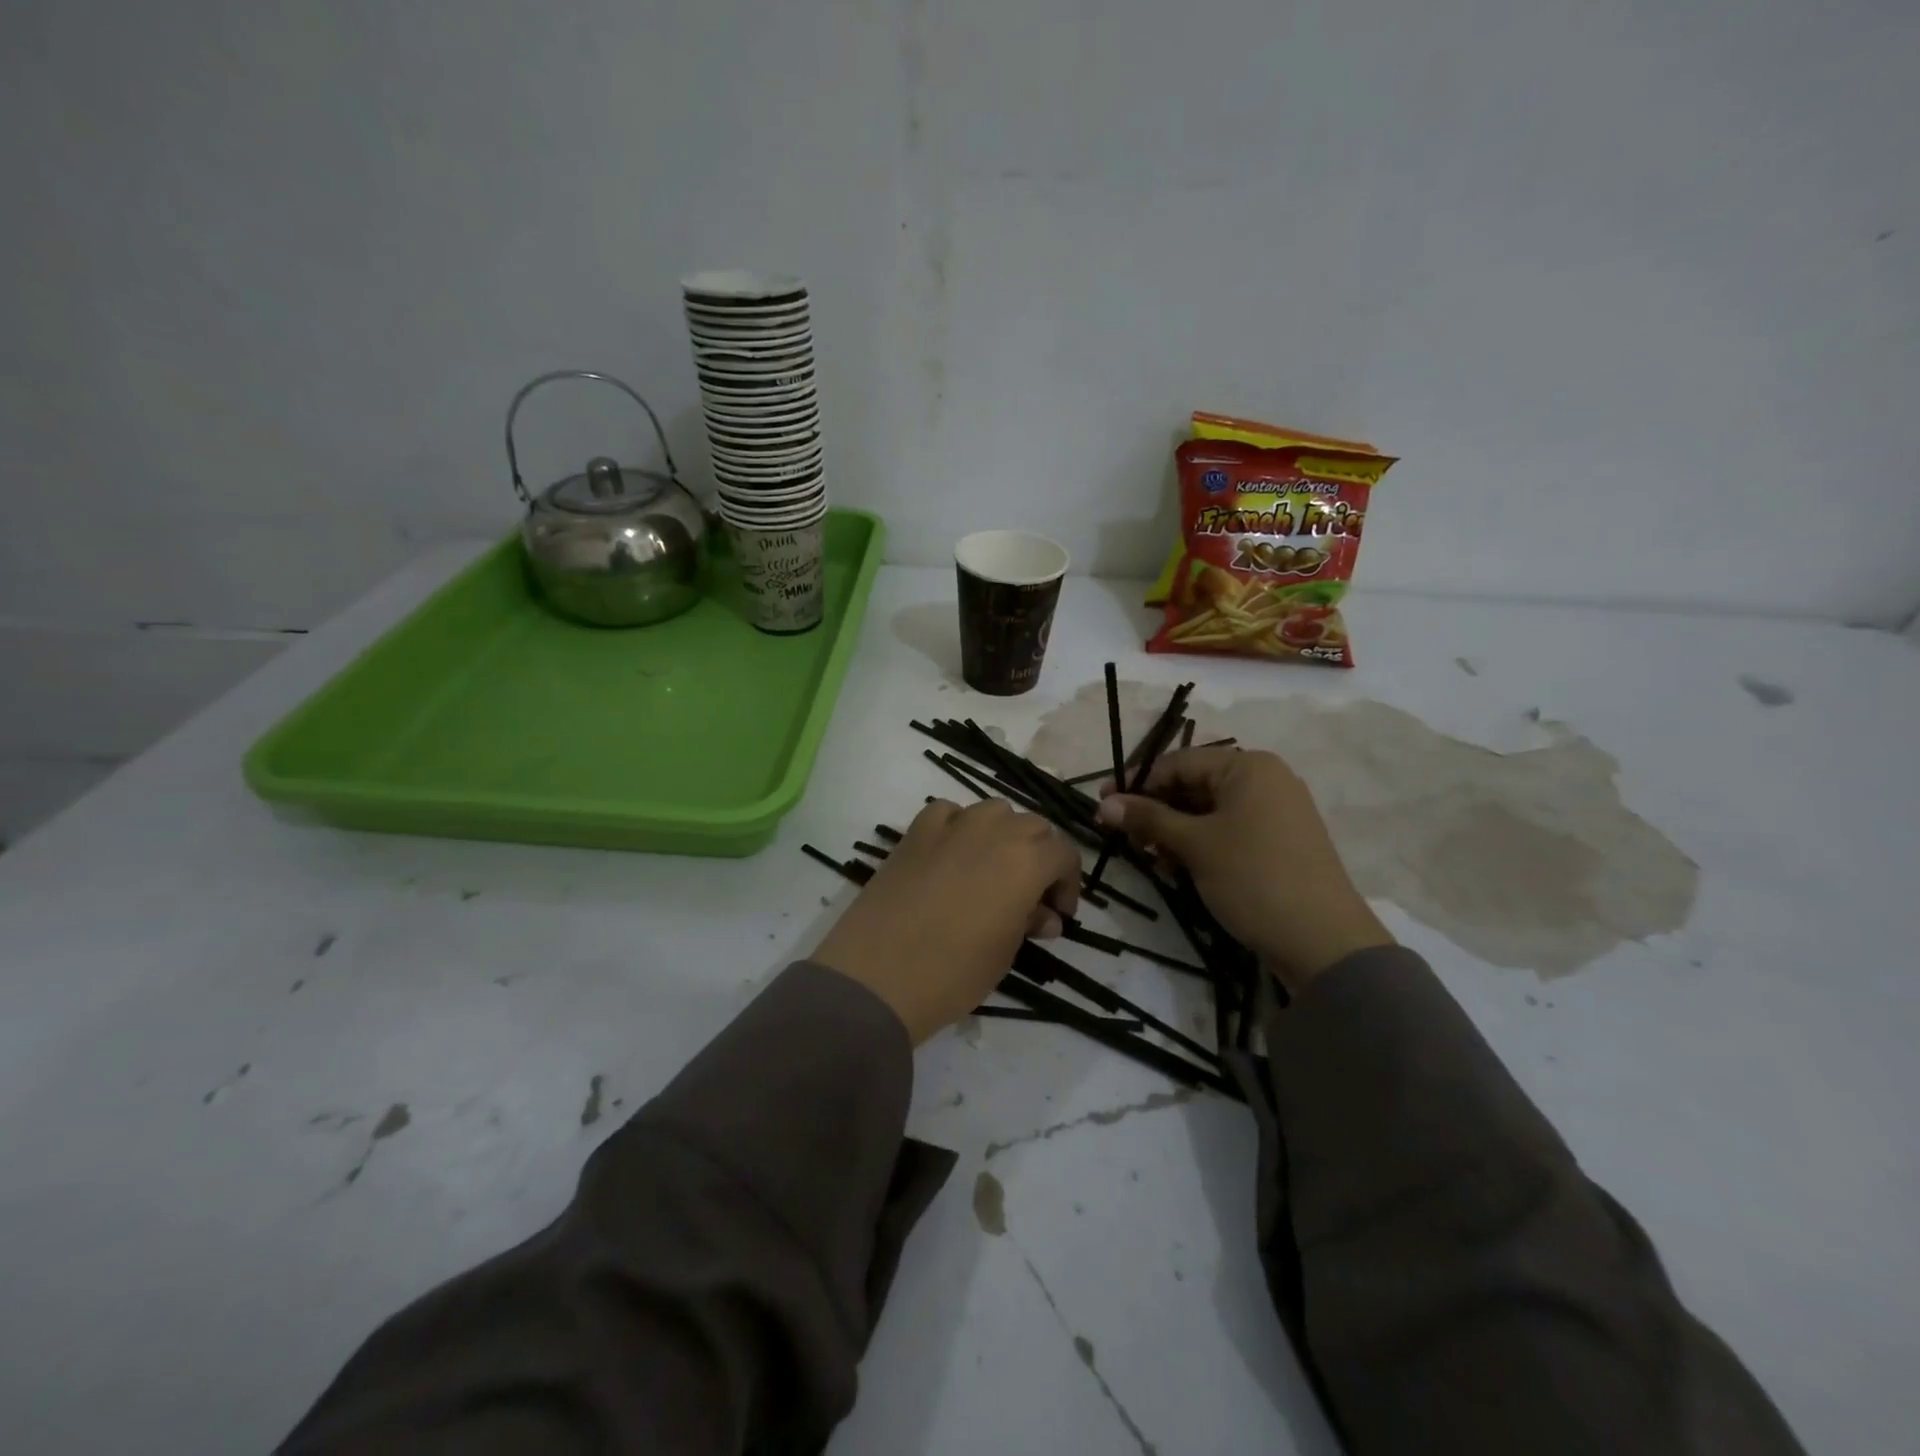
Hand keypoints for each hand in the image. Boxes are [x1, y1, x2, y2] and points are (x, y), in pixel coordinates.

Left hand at [813, 799, 1081, 1043]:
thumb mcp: (1005, 952)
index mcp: (1027, 860)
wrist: (877, 975)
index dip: (1067, 883)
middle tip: (1029, 896)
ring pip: (994, 812)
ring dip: (1003, 835)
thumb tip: (1042, 914)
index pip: (1064, 853)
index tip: (1058, 913)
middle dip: (1039, 857)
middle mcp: (995, 830)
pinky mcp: (915, 831)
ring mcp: (952, 825)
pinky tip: (952, 853)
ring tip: (992, 871)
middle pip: (1033, 827)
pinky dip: (959, 827)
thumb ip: (1029, 921)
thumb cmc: (953, 972)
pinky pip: (949, 813)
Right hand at [1095, 747, 1389, 991]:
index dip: (1137, 783)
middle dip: (1156, 810)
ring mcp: (1275, 812)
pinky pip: (1228, 831)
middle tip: (1123, 836)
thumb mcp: (1194, 845)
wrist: (1323, 942)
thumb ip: (1147, 819)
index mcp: (1248, 766)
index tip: (1101, 803)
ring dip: (1174, 831)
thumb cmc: (1253, 878)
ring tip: (1150, 859)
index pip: (1178, 763)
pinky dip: (1199, 845)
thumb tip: (1104, 803)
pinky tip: (1177, 869)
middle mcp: (1265, 780)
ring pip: (1208, 811)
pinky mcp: (1278, 842)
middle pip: (1194, 785)